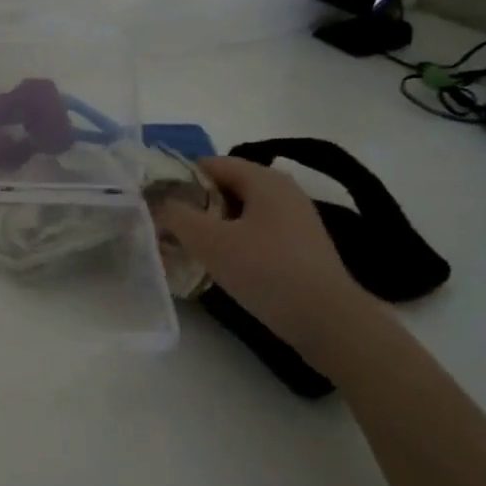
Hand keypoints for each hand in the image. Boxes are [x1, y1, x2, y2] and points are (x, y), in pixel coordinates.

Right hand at [151, 156, 382, 373]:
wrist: (328, 322)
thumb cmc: (266, 271)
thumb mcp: (210, 241)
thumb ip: (176, 215)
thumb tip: (157, 202)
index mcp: (264, 179)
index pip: (210, 163)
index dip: (179, 179)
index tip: (158, 204)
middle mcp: (283, 191)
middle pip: (225, 187)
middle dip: (195, 205)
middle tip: (169, 228)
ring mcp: (296, 220)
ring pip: (240, 212)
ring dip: (213, 226)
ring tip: (189, 248)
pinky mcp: (300, 247)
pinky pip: (256, 232)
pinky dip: (234, 242)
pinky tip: (221, 265)